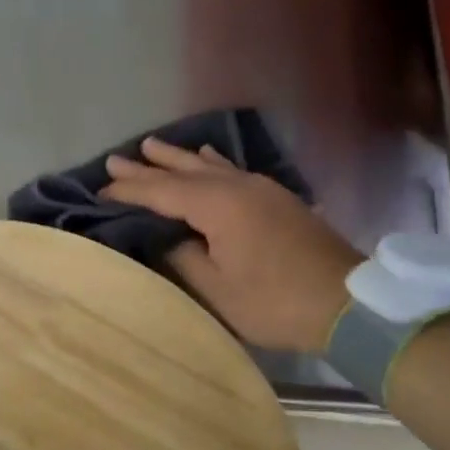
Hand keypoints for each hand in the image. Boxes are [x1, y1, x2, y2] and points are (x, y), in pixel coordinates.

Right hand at [101, 136, 362, 353]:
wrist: (348, 304)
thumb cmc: (275, 301)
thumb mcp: (218, 291)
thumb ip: (183, 259)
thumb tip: (165, 240)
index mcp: (216, 206)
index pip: (161, 192)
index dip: (129, 192)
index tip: (100, 191)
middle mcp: (235, 186)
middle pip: (181, 171)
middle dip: (146, 167)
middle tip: (114, 159)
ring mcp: (259, 188)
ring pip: (208, 165)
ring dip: (177, 157)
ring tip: (151, 145)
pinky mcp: (276, 198)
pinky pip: (232, 169)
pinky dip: (211, 162)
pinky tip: (208, 155)